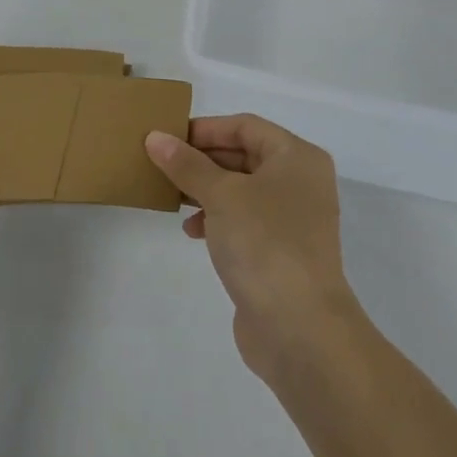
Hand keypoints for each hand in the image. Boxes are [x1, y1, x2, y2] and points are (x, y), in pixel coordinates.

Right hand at [147, 115, 365, 382]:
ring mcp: (293, 220)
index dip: (205, 129)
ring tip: (171, 196)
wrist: (301, 330)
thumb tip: (155, 137)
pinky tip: (191, 230)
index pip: (244, 126)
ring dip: (205, 189)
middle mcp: (300, 183)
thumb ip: (186, 164)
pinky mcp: (281, 252)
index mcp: (296, 158)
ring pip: (241, 189)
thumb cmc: (264, 243)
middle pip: (243, 155)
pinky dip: (217, 217)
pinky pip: (244, 220)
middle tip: (162, 164)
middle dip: (201, 160)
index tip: (167, 138)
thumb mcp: (220, 195)